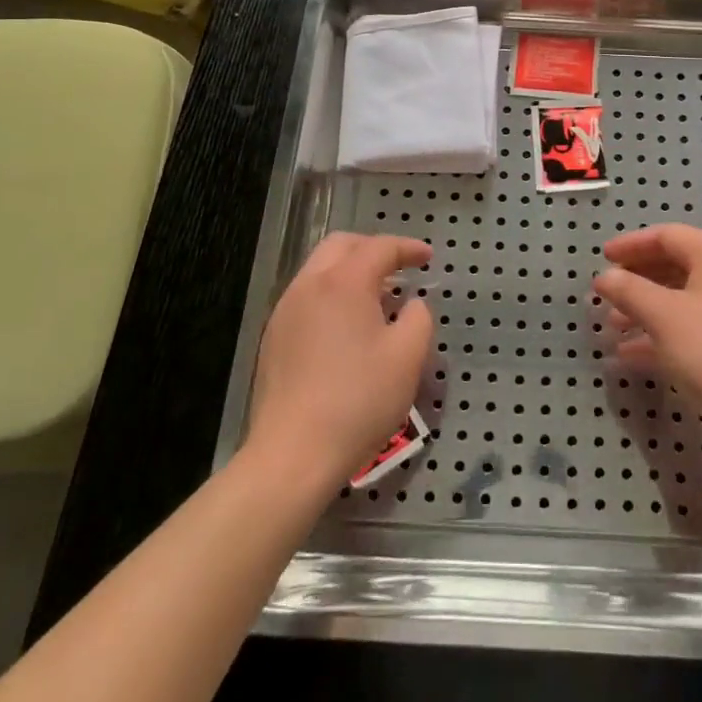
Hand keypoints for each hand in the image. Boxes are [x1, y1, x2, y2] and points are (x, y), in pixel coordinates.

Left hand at [247, 232, 433, 487]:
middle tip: (398, 267)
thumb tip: (412, 305)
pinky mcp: (273, 338)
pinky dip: (331, 295)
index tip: (428, 257)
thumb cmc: (358, 401)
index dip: (408, 248)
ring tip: (375, 299)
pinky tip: (346, 328)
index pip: (380, 248)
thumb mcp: (408, 358)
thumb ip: (419, 318)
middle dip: (373, 249)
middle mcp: (310, 285)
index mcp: (344, 282)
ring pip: (319, 270)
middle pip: (342, 246)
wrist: (292, 455)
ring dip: (350, 272)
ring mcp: (285, 311)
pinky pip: (307, 298)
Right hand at [594, 224, 701, 437]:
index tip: (603, 257)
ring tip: (613, 324)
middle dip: (637, 278)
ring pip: (680, 300)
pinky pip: (688, 329)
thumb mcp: (662, 315)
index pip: (668, 236)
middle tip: (607, 291)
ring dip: (644, 308)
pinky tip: (628, 353)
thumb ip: (628, 290)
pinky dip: (659, 335)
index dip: (632, 244)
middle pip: (674, 266)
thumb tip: (604, 277)